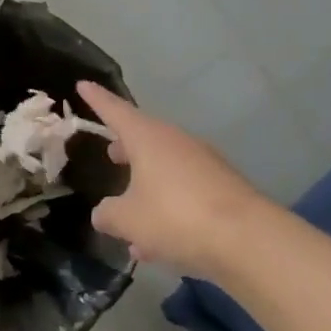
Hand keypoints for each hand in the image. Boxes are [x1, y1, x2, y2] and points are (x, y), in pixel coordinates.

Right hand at [75, 81, 267, 275]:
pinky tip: (156, 246)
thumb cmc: (175, 217)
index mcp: (148, 138)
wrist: (247, 240)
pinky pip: (184, 194)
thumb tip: (103, 213)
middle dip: (126, 148)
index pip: (116, 110)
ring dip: (146, 189)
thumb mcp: (128, 220)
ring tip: (128, 218)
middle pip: (144, 138)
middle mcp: (176, 142)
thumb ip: (109, 214)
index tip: (83, 84)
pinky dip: (167, 211)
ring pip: (165, 170)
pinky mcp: (223, 189)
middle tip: (110, 154)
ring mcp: (204, 164)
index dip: (97, 99)